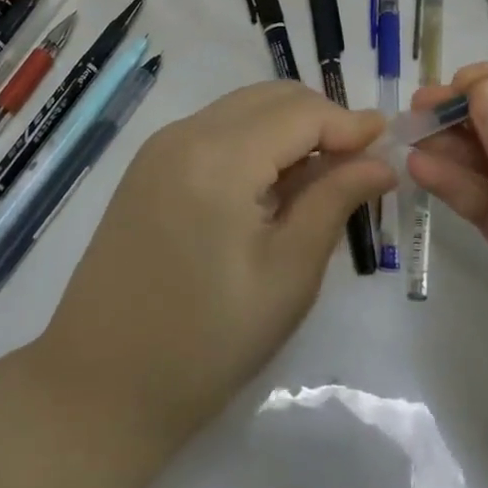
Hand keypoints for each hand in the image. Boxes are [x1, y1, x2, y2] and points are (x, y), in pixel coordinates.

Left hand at [36, 81, 395, 447]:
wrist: (98, 390)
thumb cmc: (205, 345)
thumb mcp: (286, 276)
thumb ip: (334, 202)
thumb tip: (380, 161)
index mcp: (218, 158)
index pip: (301, 112)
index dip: (349, 122)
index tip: (389, 144)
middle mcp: (186, 133)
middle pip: (271, 98)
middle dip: (321, 120)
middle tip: (358, 165)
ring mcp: (161, 147)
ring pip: (243, 109)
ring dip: (288, 129)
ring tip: (320, 179)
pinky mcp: (148, 166)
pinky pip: (216, 130)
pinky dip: (254, 142)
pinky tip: (270, 187)